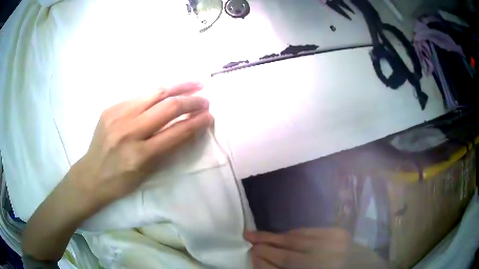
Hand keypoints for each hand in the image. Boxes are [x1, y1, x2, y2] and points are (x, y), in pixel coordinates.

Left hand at [23, 81, 212, 261]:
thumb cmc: (120, 182)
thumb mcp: (147, 173)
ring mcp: (118, 115)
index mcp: (140, 155)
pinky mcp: (111, 108)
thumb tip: (187, 128)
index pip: (176, 132)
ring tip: (195, 83)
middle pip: (167, 107)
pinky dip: (158, 93)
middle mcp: (129, 131)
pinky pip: (140, 96)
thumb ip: (167, 149)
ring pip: (154, 93)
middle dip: (191, 101)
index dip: (197, 122)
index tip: (210, 116)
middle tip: (206, 99)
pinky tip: (168, 91)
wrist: (91, 175)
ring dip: (178, 86)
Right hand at [245, 228, 387, 268]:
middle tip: (247, 237)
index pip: (283, 267)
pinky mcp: (338, 233)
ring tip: (258, 234)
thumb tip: (261, 259)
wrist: (362, 266)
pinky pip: (309, 231)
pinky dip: (293, 233)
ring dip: (276, 237)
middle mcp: (323, 261)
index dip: (263, 261)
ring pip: (296, 239)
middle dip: (265, 245)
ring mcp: (333, 244)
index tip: (250, 253)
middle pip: (287, 253)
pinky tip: (283, 234)